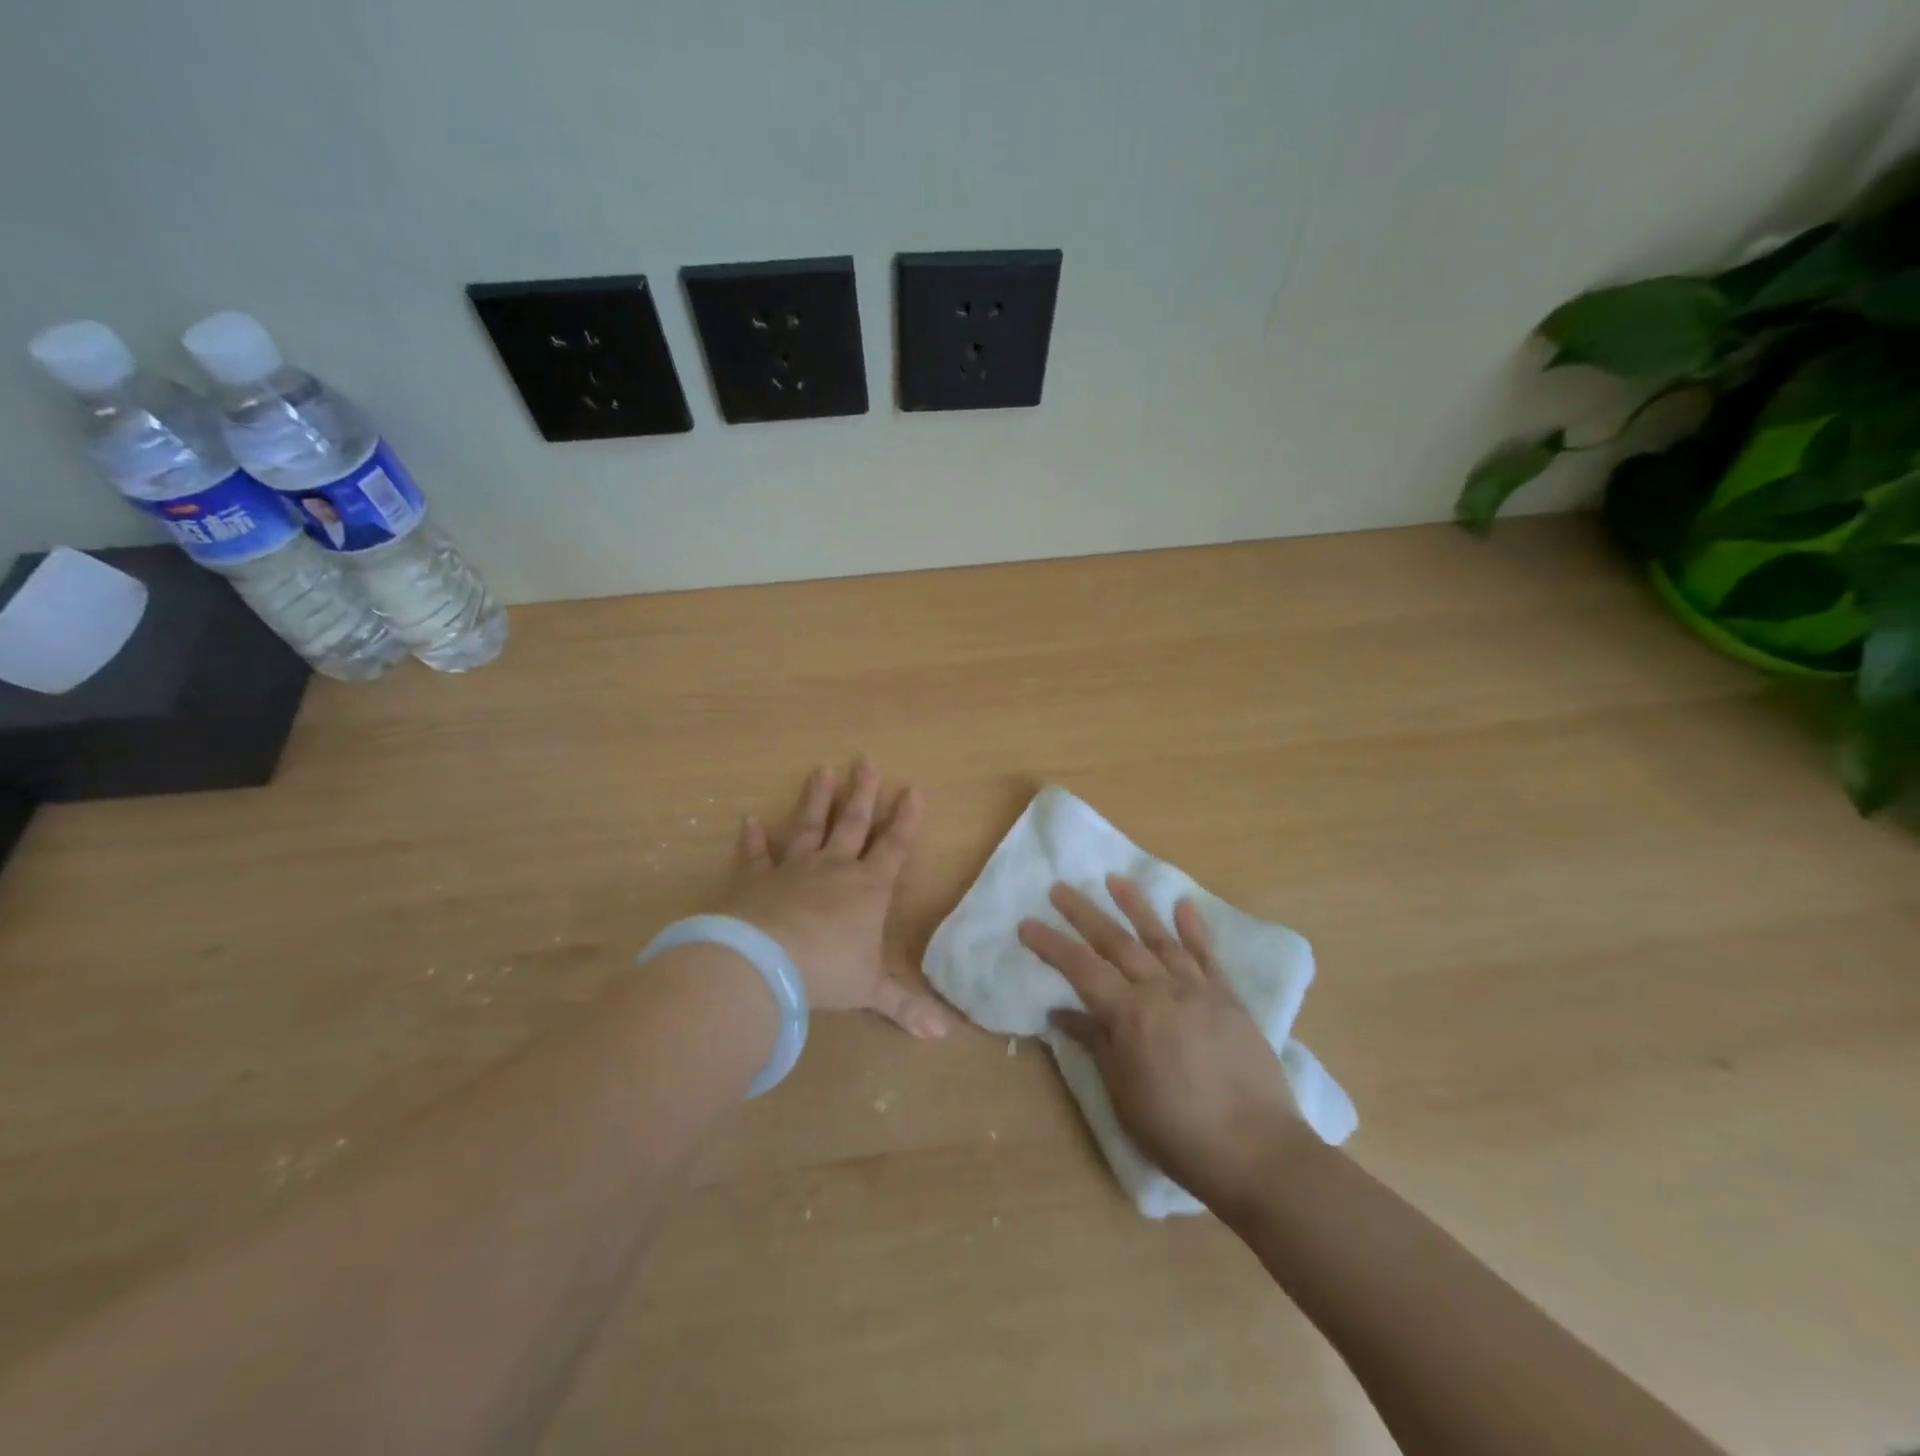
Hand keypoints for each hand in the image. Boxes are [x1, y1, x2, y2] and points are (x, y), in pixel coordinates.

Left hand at [721, 761, 951, 1038]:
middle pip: (852, 824)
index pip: (894, 847)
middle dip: (863, 794)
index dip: (905, 819)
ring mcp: (793, 869)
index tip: (913, 789)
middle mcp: (834, 869)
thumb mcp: (869, 991)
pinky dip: (753, 838)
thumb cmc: (827, 972)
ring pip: (808, 826)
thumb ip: (904, 1007)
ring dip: (816, 799)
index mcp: (867, 889)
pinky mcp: (757, 880)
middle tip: (867, 762)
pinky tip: (749, 819)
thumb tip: (943, 1037)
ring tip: (821, 770)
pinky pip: (756, 855)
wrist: (766, 963)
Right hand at [1018, 876, 1306, 1213]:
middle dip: (1084, 913)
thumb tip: (1063, 1012)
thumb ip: (1096, 1044)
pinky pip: (1207, 956)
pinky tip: (1183, 906)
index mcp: (1131, 1015)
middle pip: (1116, 942)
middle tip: (1060, 888)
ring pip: (1160, 938)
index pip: (1081, 969)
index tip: (1027, 924)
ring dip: (1136, 906)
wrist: (1257, 1152)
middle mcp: (1162, 990)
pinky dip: (1194, 929)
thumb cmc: (1178, 1133)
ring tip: (1115, 879)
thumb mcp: (1123, 1094)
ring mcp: (1199, 990)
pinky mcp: (1229, 999)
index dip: (1052, 945)